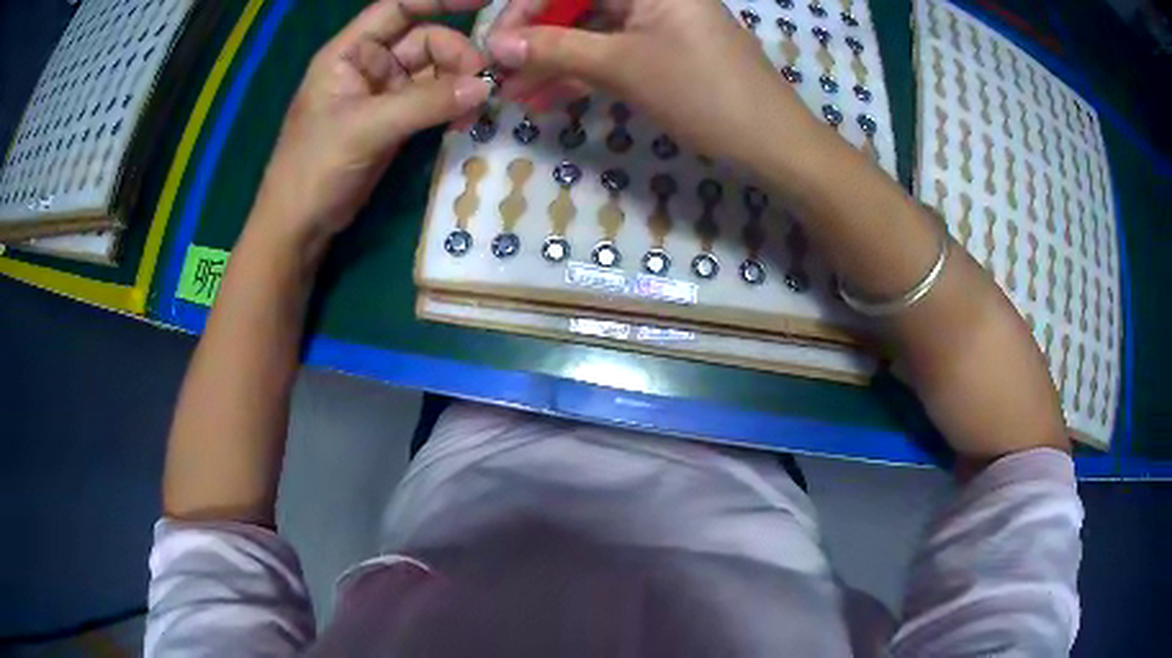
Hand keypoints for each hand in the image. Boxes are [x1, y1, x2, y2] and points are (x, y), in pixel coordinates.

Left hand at [253, 0, 492, 250]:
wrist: (300, 224)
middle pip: (426, 40)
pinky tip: (465, 118)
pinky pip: (434, 100)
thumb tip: (485, 86)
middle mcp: (370, 64)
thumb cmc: (314, 168)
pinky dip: (452, 105)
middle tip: (482, 84)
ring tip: (476, 107)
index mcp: (350, 52)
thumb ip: (425, 103)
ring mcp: (384, 93)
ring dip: (459, 83)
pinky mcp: (395, 120)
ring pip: (435, 71)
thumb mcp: (366, 128)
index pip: (399, 7)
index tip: (484, 0)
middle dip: (457, 56)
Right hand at [486, 0, 823, 165]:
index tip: (497, 44)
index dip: (527, 9)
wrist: (771, 143)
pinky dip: (582, 75)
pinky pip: (612, 55)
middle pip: (579, 8)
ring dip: (554, 63)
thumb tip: (498, 45)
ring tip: (518, 97)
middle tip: (504, 75)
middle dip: (538, 41)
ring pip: (592, 34)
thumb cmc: (702, 92)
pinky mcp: (664, 53)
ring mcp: (659, 25)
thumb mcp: (623, 66)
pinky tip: (549, 99)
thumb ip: (557, 49)